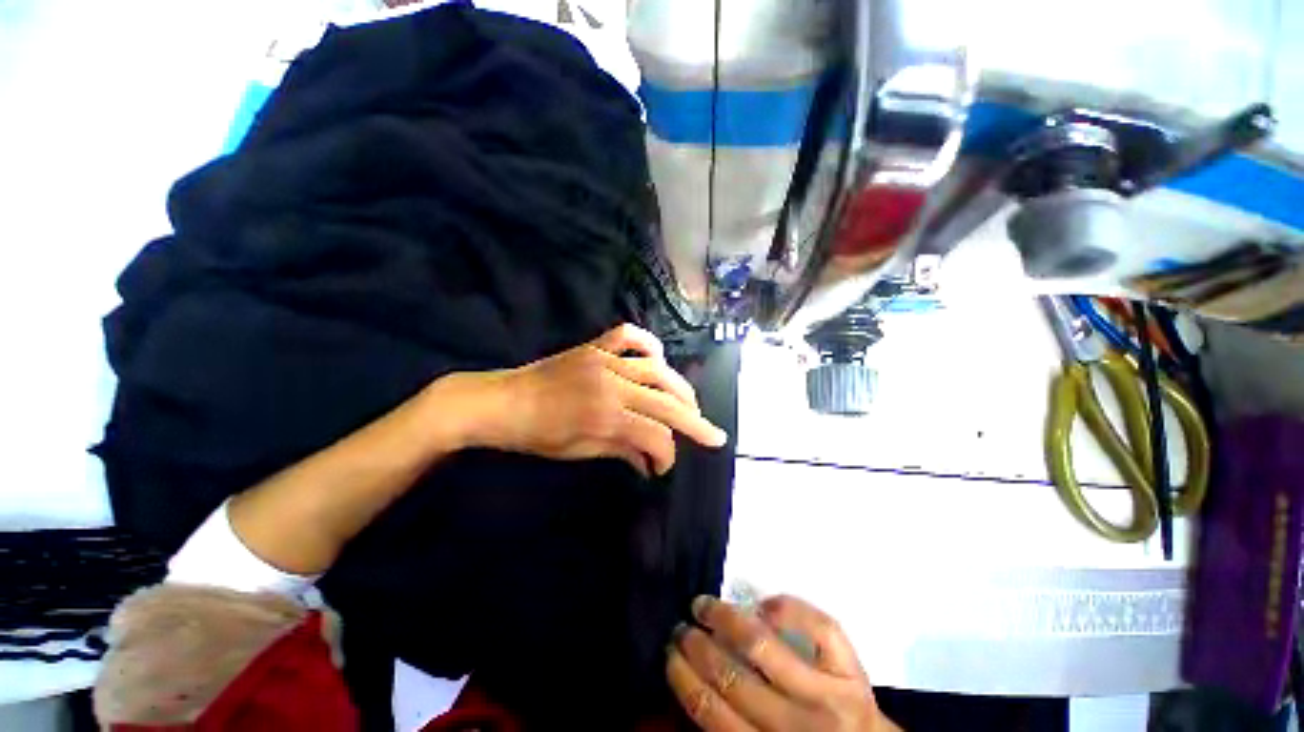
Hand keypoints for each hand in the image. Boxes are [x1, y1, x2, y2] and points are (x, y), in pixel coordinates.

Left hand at [461, 324, 727, 476]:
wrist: (499, 402)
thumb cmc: (535, 435)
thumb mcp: (579, 451)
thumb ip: (622, 450)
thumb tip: (650, 463)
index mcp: (606, 416)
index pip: (655, 435)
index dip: (667, 455)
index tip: (664, 468)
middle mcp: (612, 384)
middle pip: (666, 402)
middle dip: (695, 422)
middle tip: (713, 434)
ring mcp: (604, 359)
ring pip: (657, 369)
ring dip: (681, 388)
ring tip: (693, 404)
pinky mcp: (594, 346)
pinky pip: (628, 336)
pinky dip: (648, 343)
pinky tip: (658, 358)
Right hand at [667, 595, 899, 731]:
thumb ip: (735, 725)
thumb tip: (696, 683)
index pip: (714, 715)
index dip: (685, 679)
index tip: (669, 653)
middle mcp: (800, 725)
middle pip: (734, 677)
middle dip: (698, 646)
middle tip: (681, 625)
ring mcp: (829, 692)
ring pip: (764, 645)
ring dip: (725, 618)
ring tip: (704, 604)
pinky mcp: (852, 667)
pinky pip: (817, 625)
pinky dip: (785, 607)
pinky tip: (762, 604)